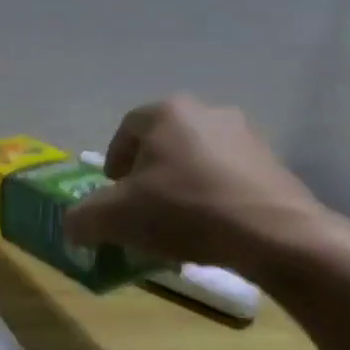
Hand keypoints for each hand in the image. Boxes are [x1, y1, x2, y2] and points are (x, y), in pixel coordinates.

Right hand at [63, 95, 325, 276]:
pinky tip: (210, 231)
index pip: (125, 131)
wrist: (276, 236)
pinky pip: (227, 178)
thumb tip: (73, 227)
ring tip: (176, 228)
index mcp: (167, 112)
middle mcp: (207, 112)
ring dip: (180, 189)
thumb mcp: (115, 218)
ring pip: (195, 162)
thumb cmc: (185, 211)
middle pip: (161, 146)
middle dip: (147, 178)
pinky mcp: (274, 165)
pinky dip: (212, 199)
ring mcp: (246, 137)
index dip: (113, 164)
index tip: (114, 195)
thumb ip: (82, 219)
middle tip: (141, 211)